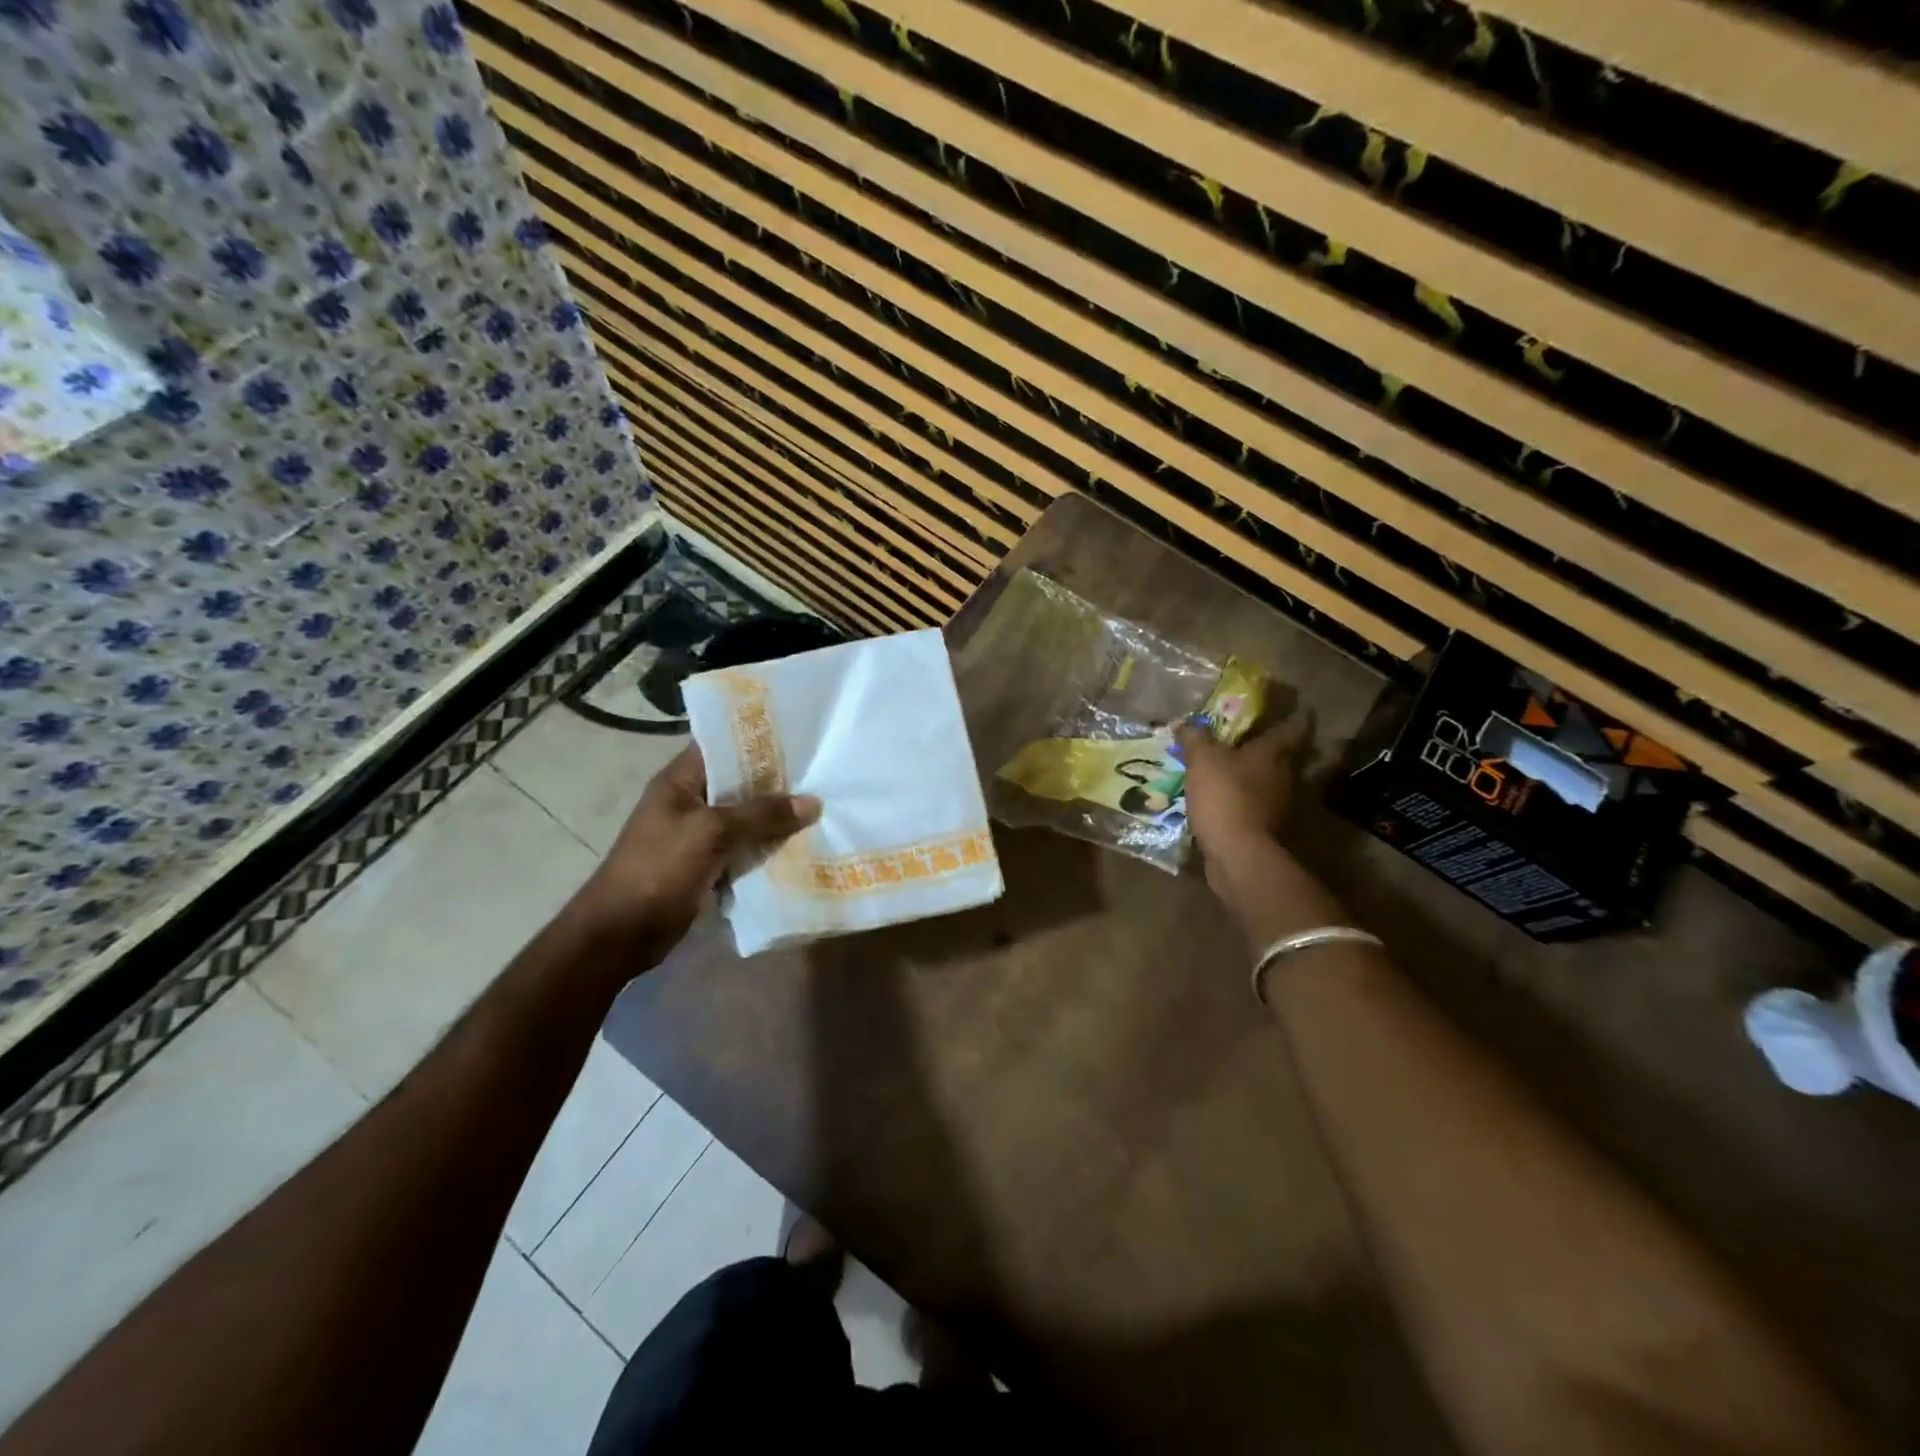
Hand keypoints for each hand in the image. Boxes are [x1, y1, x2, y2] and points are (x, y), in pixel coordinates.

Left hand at [576, 744, 819, 958]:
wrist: (621, 933)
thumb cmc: (659, 869)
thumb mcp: (712, 832)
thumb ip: (762, 814)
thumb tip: (813, 802)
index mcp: (680, 780)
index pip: (722, 746)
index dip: (759, 740)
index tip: (801, 738)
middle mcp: (689, 801)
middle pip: (740, 784)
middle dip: (778, 783)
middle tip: (823, 775)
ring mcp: (697, 835)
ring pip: (746, 819)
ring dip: (776, 819)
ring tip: (822, 807)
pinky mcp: (706, 865)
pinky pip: (744, 848)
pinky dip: (767, 848)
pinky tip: (802, 845)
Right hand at [1176, 712, 1311, 885]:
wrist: (1238, 854)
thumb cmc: (1225, 796)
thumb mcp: (1202, 760)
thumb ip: (1195, 739)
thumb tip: (1185, 724)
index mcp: (1274, 753)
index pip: (1295, 727)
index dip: (1296, 716)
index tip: (1297, 709)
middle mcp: (1285, 775)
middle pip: (1286, 755)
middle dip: (1271, 747)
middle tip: (1251, 739)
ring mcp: (1280, 804)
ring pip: (1272, 782)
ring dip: (1257, 776)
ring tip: (1234, 770)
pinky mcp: (1269, 828)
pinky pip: (1258, 805)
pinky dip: (1247, 800)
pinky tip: (1228, 800)